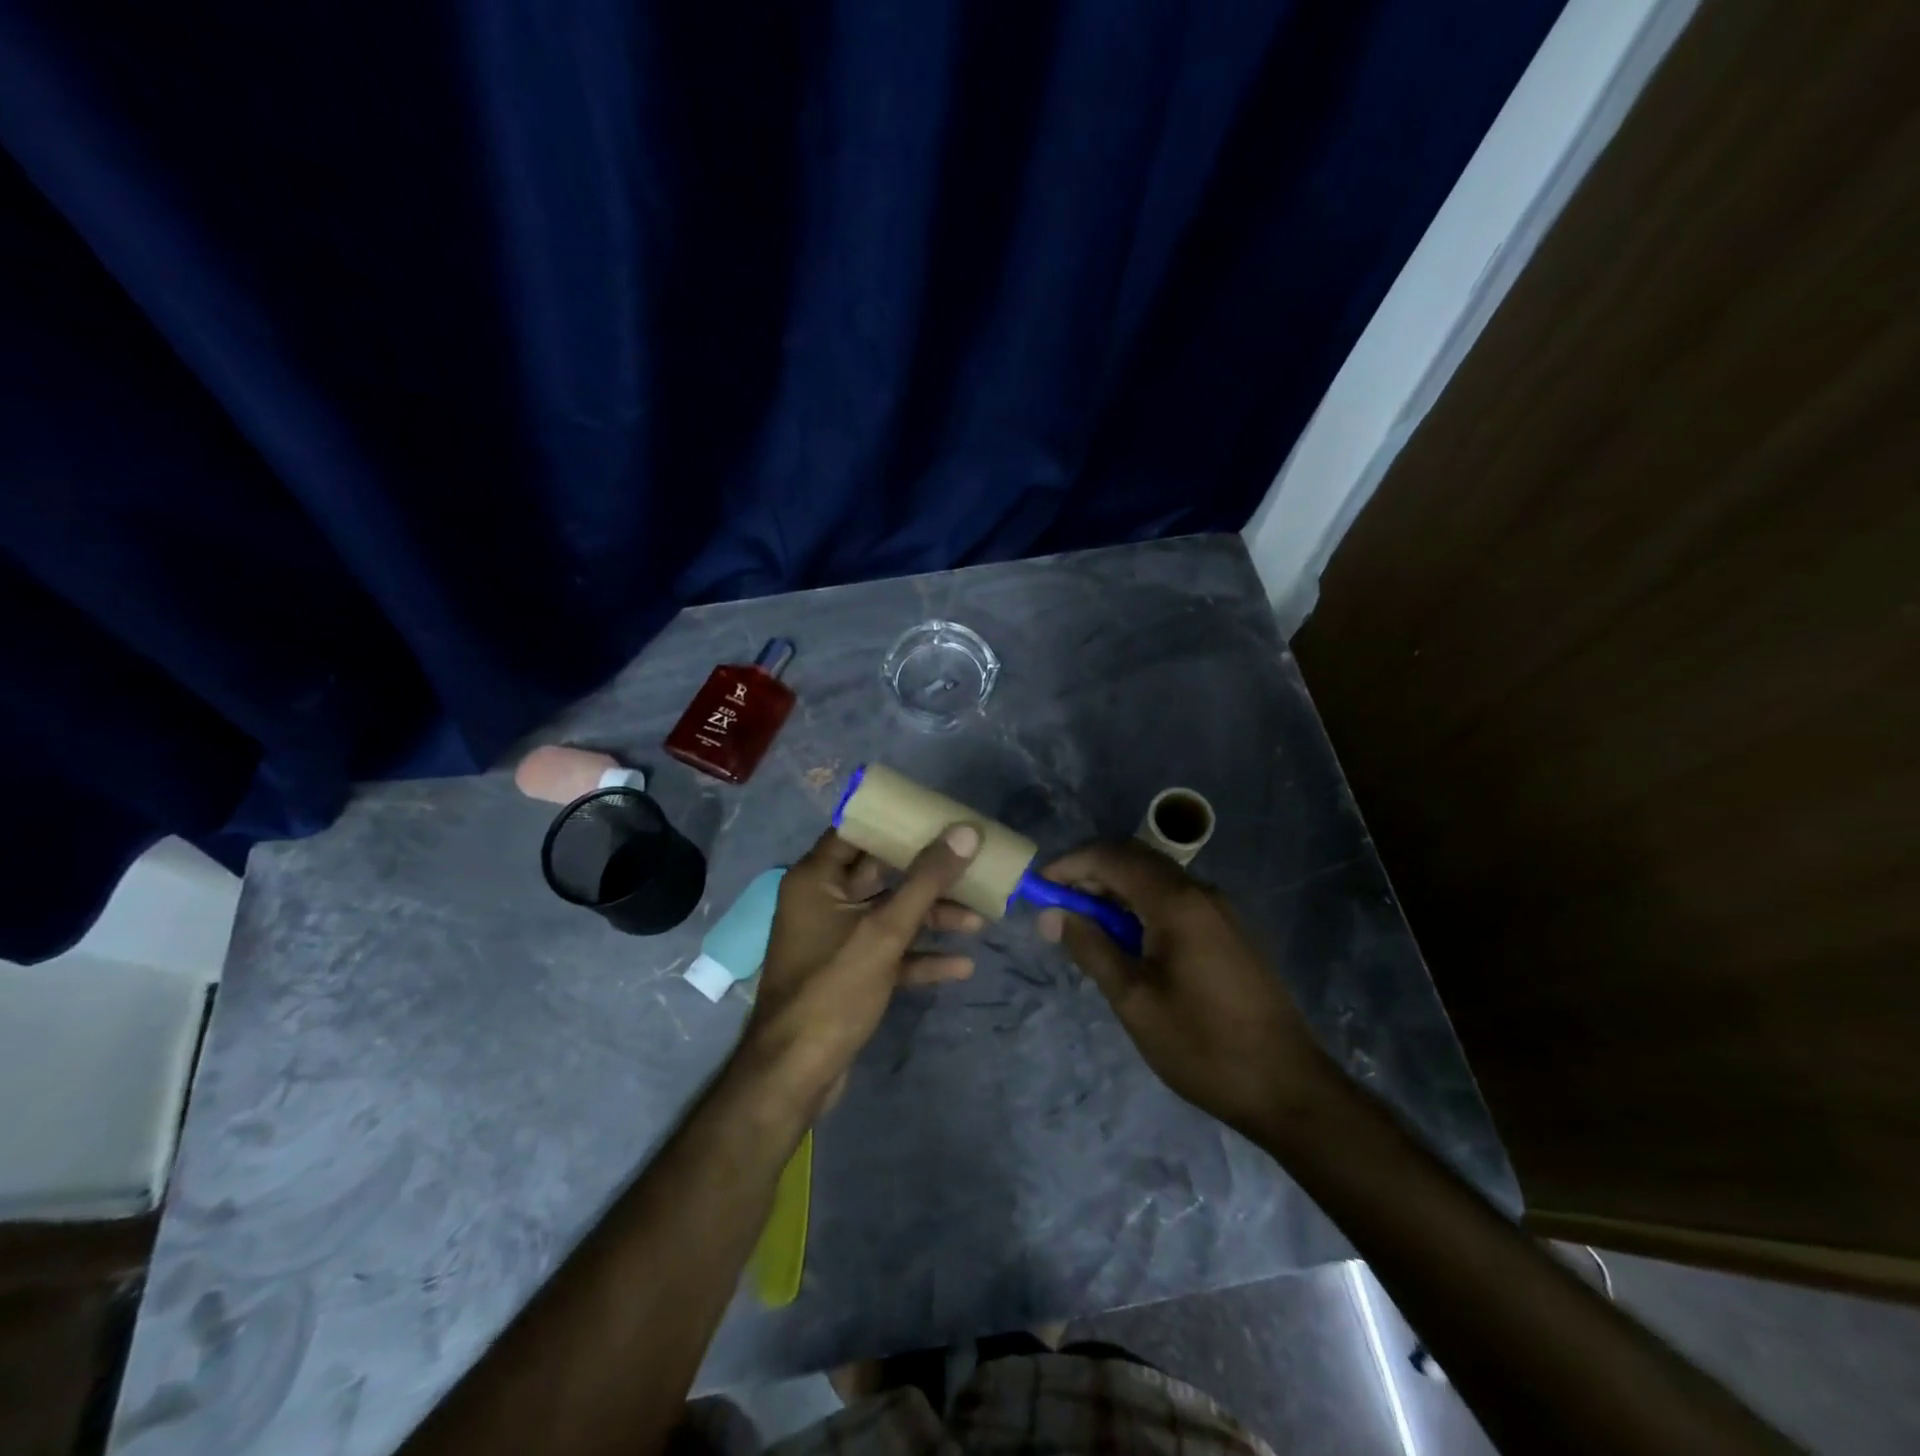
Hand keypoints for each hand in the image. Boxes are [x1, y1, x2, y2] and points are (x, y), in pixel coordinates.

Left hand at [737, 825, 982, 1114]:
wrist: (795, 1075)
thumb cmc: (833, 989)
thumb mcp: (884, 931)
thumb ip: (926, 880)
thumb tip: (966, 832)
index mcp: (817, 879)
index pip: (858, 830)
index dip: (898, 821)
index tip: (940, 815)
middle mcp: (824, 901)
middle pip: (882, 873)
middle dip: (928, 874)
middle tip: (972, 865)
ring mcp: (837, 939)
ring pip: (891, 914)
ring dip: (932, 917)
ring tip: (981, 919)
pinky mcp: (850, 973)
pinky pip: (890, 952)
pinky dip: (921, 956)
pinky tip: (961, 965)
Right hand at [1038, 841, 1329, 1134]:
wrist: (1288, 1088)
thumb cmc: (1202, 1046)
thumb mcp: (1135, 1000)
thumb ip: (1091, 948)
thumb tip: (1052, 914)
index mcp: (1177, 903)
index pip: (1113, 858)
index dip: (1071, 864)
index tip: (1039, 887)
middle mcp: (1200, 893)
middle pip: (1135, 860)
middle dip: (1091, 874)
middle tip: (1057, 906)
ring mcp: (1219, 911)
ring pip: (1155, 880)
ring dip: (1115, 892)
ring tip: (1085, 927)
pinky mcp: (1228, 932)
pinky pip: (1174, 901)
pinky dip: (1140, 907)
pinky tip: (1126, 942)